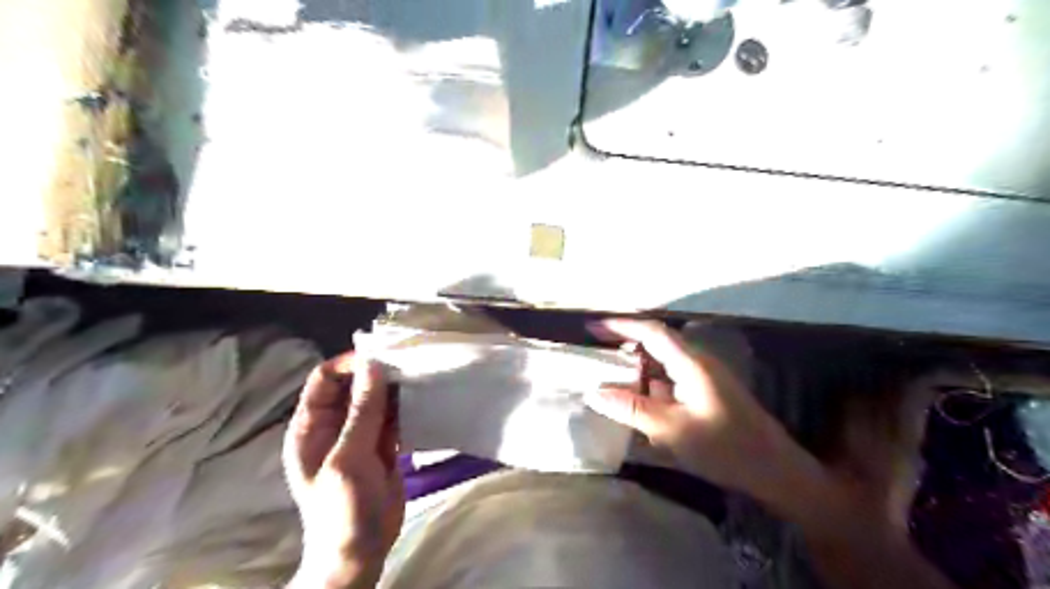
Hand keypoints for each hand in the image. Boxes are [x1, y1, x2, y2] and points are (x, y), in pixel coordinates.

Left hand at [284, 353, 402, 585]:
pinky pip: (393, 416)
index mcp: (312, 425)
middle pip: (355, 385)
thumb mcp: (349, 458)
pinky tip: (423, 398)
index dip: (350, 364)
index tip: (382, 357)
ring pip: (377, 399)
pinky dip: (405, 407)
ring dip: (396, 389)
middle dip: (378, 373)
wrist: (360, 552)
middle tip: (409, 363)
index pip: (326, 379)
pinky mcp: (382, 445)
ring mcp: (360, 435)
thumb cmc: (343, 508)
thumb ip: (362, 412)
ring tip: (420, 376)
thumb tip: (374, 365)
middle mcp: (334, 425)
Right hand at [588, 321, 956, 587]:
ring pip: (663, 362)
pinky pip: (671, 379)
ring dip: (637, 366)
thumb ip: (632, 409)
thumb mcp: (672, 430)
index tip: (592, 328)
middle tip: (595, 354)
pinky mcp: (707, 393)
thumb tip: (594, 392)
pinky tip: (637, 399)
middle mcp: (698, 362)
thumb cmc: (725, 448)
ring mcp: (704, 378)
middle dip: (624, 344)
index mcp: (691, 363)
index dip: (620, 326)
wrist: (775, 470)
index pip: (651, 332)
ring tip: (608, 376)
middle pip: (656, 343)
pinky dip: (650, 383)